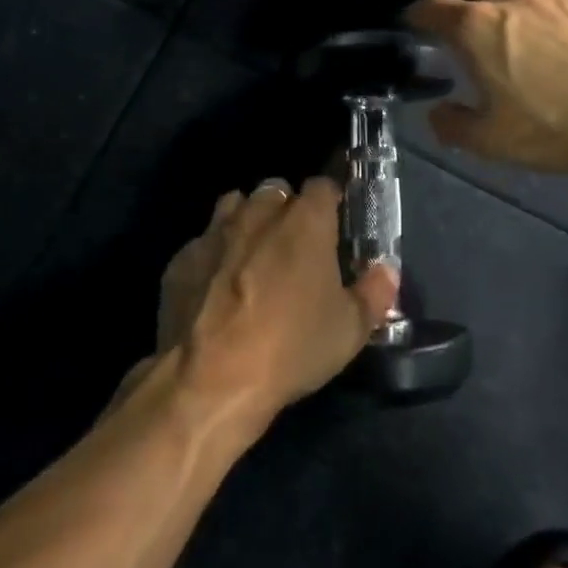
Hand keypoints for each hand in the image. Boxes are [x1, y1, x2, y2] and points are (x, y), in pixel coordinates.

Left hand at [166, 177, 397, 425]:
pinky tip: (215, 288)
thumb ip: (374, 292)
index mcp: (305, 221)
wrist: (209, 381)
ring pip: (234, 206)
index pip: (323, 186)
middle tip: (295, 246)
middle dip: (287, 209)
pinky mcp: (181, 260)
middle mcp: (259, 214)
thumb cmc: (291, 348)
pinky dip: (213, 256)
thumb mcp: (350, 330)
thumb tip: (386, 271)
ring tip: (253, 256)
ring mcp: (214, 233)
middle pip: (276, 190)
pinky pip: (202, 243)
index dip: (331, 201)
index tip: (335, 223)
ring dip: (247, 221)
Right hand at [406, 0, 567, 175]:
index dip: (416, 14)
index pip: (432, 7)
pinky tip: (548, 27)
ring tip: (500, 18)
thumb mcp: (492, 141)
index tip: (412, 23)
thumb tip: (438, 112)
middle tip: (454, 20)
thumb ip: (453, 126)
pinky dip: (535, 2)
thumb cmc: (554, 126)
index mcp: (476, 26)